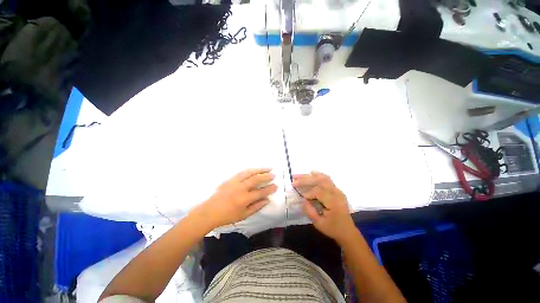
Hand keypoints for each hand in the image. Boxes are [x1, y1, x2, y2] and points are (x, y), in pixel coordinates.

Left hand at [197, 168, 277, 227]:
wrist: (210, 211)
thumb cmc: (227, 216)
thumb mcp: (243, 216)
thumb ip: (256, 207)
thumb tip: (267, 200)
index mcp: (244, 199)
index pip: (260, 192)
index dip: (269, 189)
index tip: (276, 186)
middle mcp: (240, 188)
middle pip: (256, 179)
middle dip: (266, 176)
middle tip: (273, 175)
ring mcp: (235, 182)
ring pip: (249, 172)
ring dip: (260, 169)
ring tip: (268, 168)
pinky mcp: (230, 179)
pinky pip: (242, 172)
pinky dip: (251, 170)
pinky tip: (255, 169)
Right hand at [293, 171, 355, 243]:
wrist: (347, 231)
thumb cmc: (333, 228)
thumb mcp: (319, 223)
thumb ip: (310, 211)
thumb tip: (303, 199)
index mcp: (334, 202)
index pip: (319, 192)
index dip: (308, 193)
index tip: (301, 197)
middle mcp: (337, 193)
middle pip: (320, 181)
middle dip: (306, 180)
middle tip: (294, 180)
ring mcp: (337, 190)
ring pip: (323, 178)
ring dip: (310, 176)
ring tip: (299, 175)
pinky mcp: (336, 190)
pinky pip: (327, 179)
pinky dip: (318, 175)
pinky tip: (311, 173)